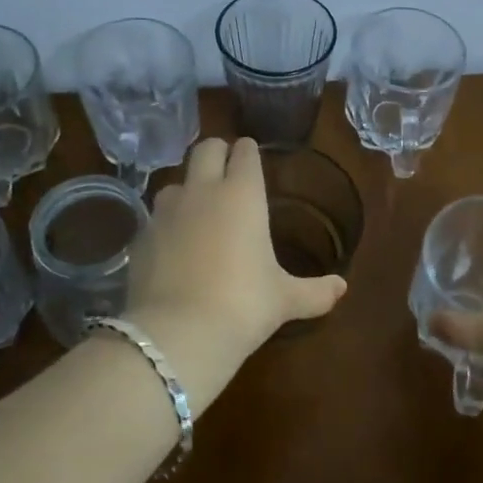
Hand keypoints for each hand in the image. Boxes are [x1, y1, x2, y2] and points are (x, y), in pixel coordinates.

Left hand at [125, 138, 346, 406]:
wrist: (179, 333)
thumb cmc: (244, 305)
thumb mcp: (285, 299)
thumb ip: (315, 291)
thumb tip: (342, 287)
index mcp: (243, 194)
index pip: (245, 153)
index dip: (249, 153)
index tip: (252, 158)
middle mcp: (202, 191)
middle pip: (205, 149)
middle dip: (216, 153)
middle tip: (226, 171)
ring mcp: (166, 212)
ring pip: (175, 181)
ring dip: (188, 188)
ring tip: (198, 212)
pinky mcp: (140, 237)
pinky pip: (155, 218)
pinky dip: (167, 224)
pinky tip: (174, 248)